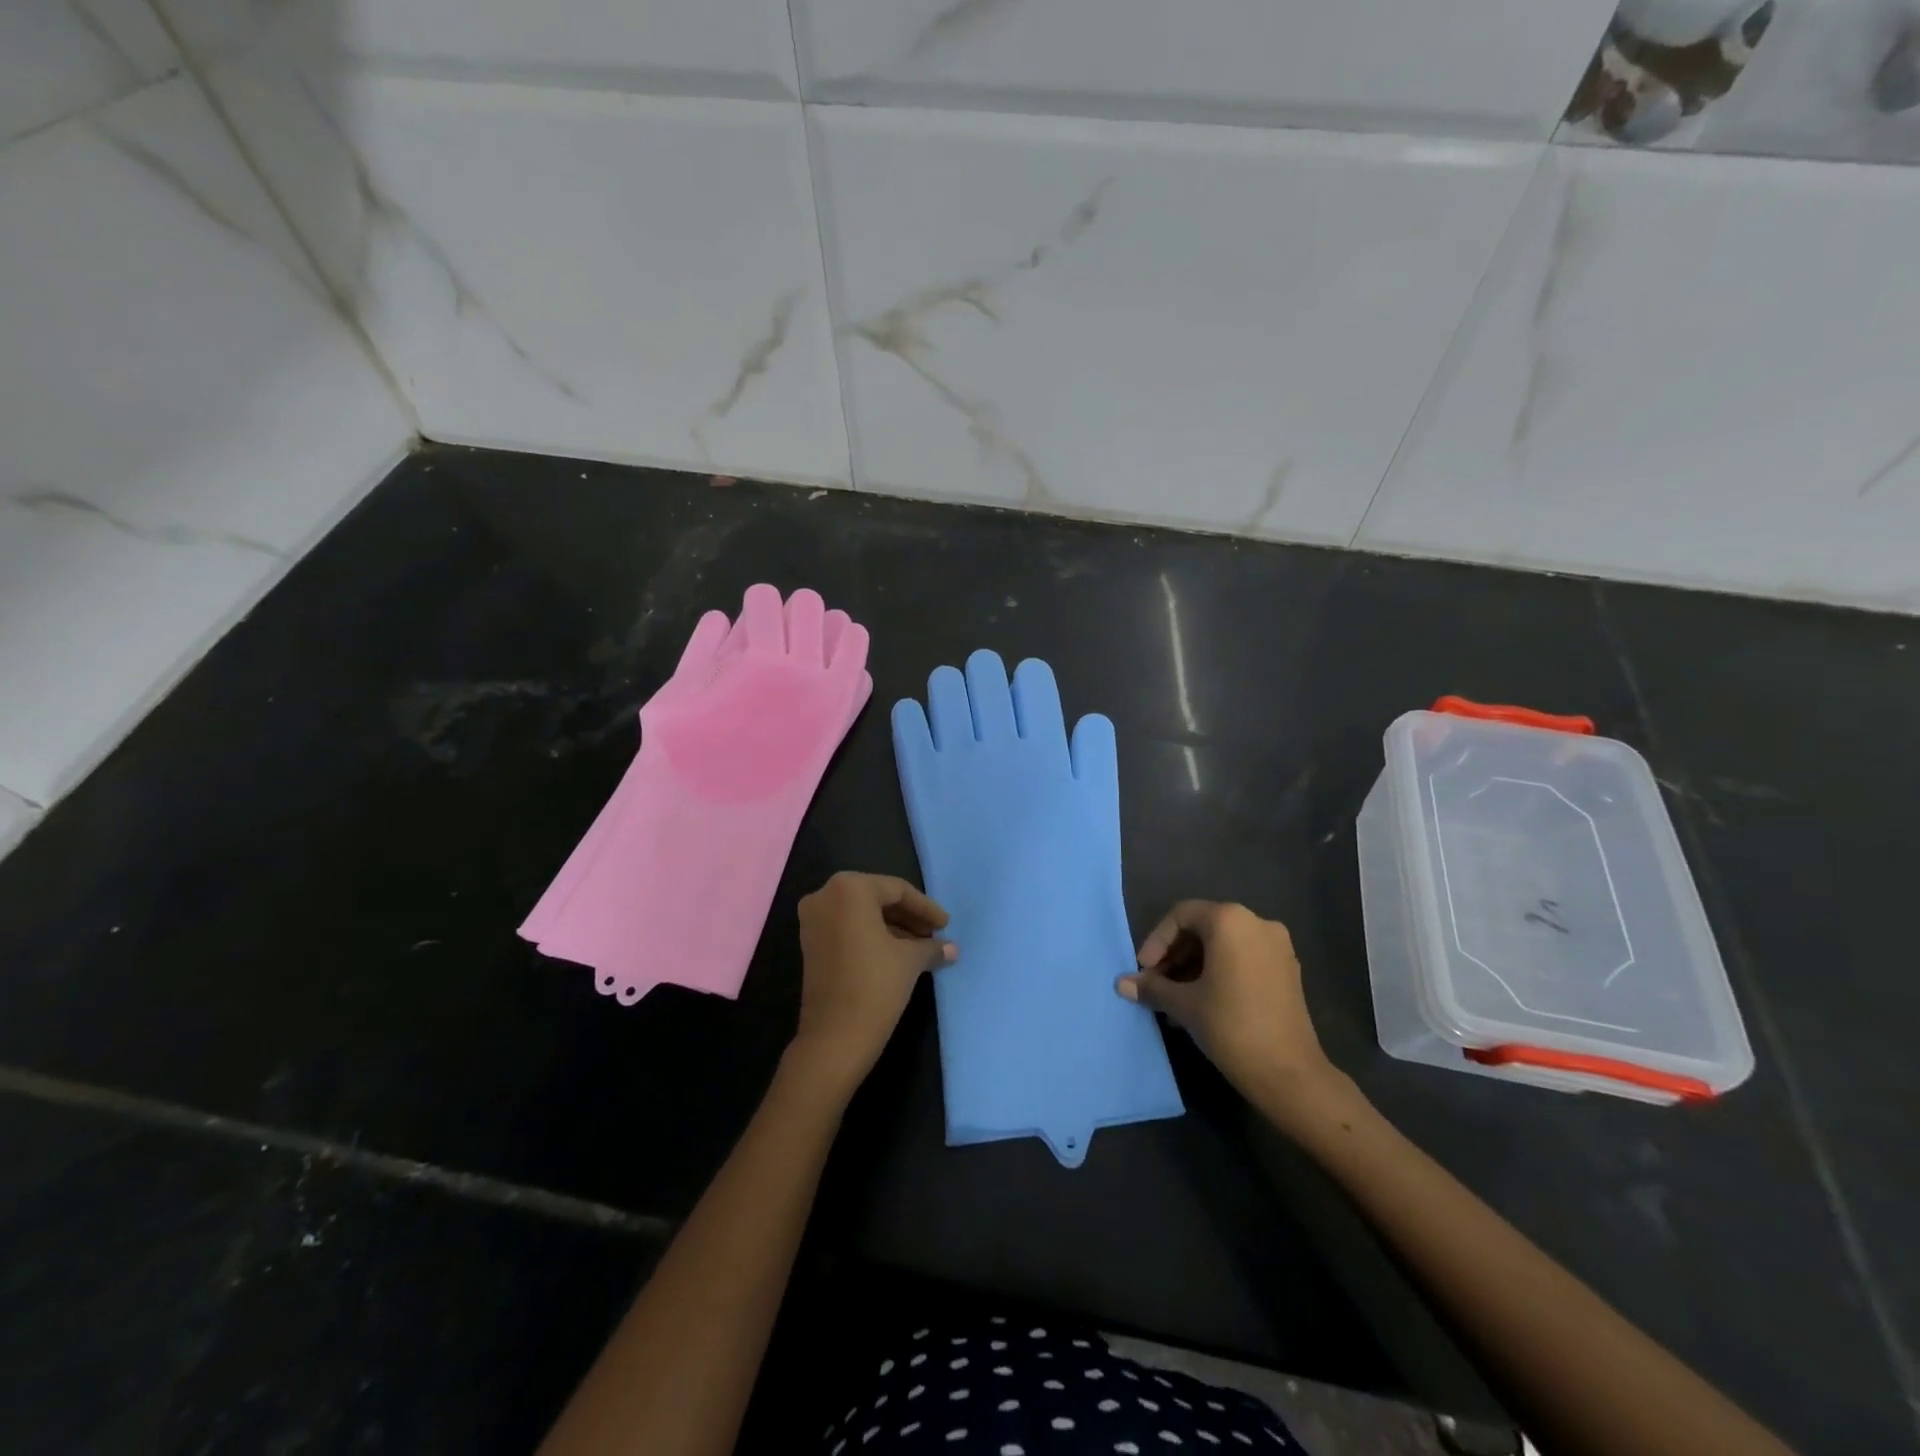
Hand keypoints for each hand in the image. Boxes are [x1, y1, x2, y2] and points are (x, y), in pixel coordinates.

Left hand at [790, 872, 956, 1096]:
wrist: (833, 1039)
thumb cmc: (875, 986)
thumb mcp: (910, 961)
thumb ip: (931, 946)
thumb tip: (951, 948)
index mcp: (849, 888)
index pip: (897, 890)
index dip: (925, 908)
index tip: (946, 925)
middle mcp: (825, 895)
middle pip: (877, 899)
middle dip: (908, 917)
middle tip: (934, 935)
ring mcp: (812, 920)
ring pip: (862, 915)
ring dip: (892, 928)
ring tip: (921, 948)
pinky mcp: (810, 943)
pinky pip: (847, 929)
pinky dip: (872, 937)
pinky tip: (898, 955)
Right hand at [1118, 901, 1349, 1127]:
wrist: (1290, 1074)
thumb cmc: (1230, 1026)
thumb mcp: (1183, 1005)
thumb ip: (1152, 987)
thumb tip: (1121, 984)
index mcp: (1230, 921)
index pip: (1181, 916)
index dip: (1156, 941)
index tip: (1144, 971)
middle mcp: (1257, 923)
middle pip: (1203, 928)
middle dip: (1175, 955)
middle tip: (1156, 984)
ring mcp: (1277, 946)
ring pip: (1223, 945)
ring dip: (1194, 967)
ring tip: (1175, 999)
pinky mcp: (1288, 970)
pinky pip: (1243, 959)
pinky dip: (1219, 973)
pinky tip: (1202, 1003)